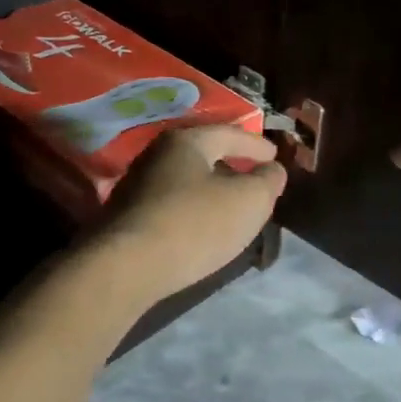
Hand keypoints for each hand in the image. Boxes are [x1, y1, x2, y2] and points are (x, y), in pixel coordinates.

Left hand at [98, 125, 286, 302]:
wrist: (126, 268)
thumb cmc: (194, 224)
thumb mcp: (249, 200)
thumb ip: (267, 181)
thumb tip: (272, 170)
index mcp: (185, 142)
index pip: (229, 133)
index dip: (256, 144)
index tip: (274, 156)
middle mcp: (156, 156)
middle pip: (203, 155)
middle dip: (231, 164)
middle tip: (254, 178)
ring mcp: (137, 187)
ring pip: (185, 181)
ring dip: (211, 189)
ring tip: (232, 205)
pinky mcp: (128, 219)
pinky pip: (171, 205)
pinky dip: (193, 210)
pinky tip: (202, 227)